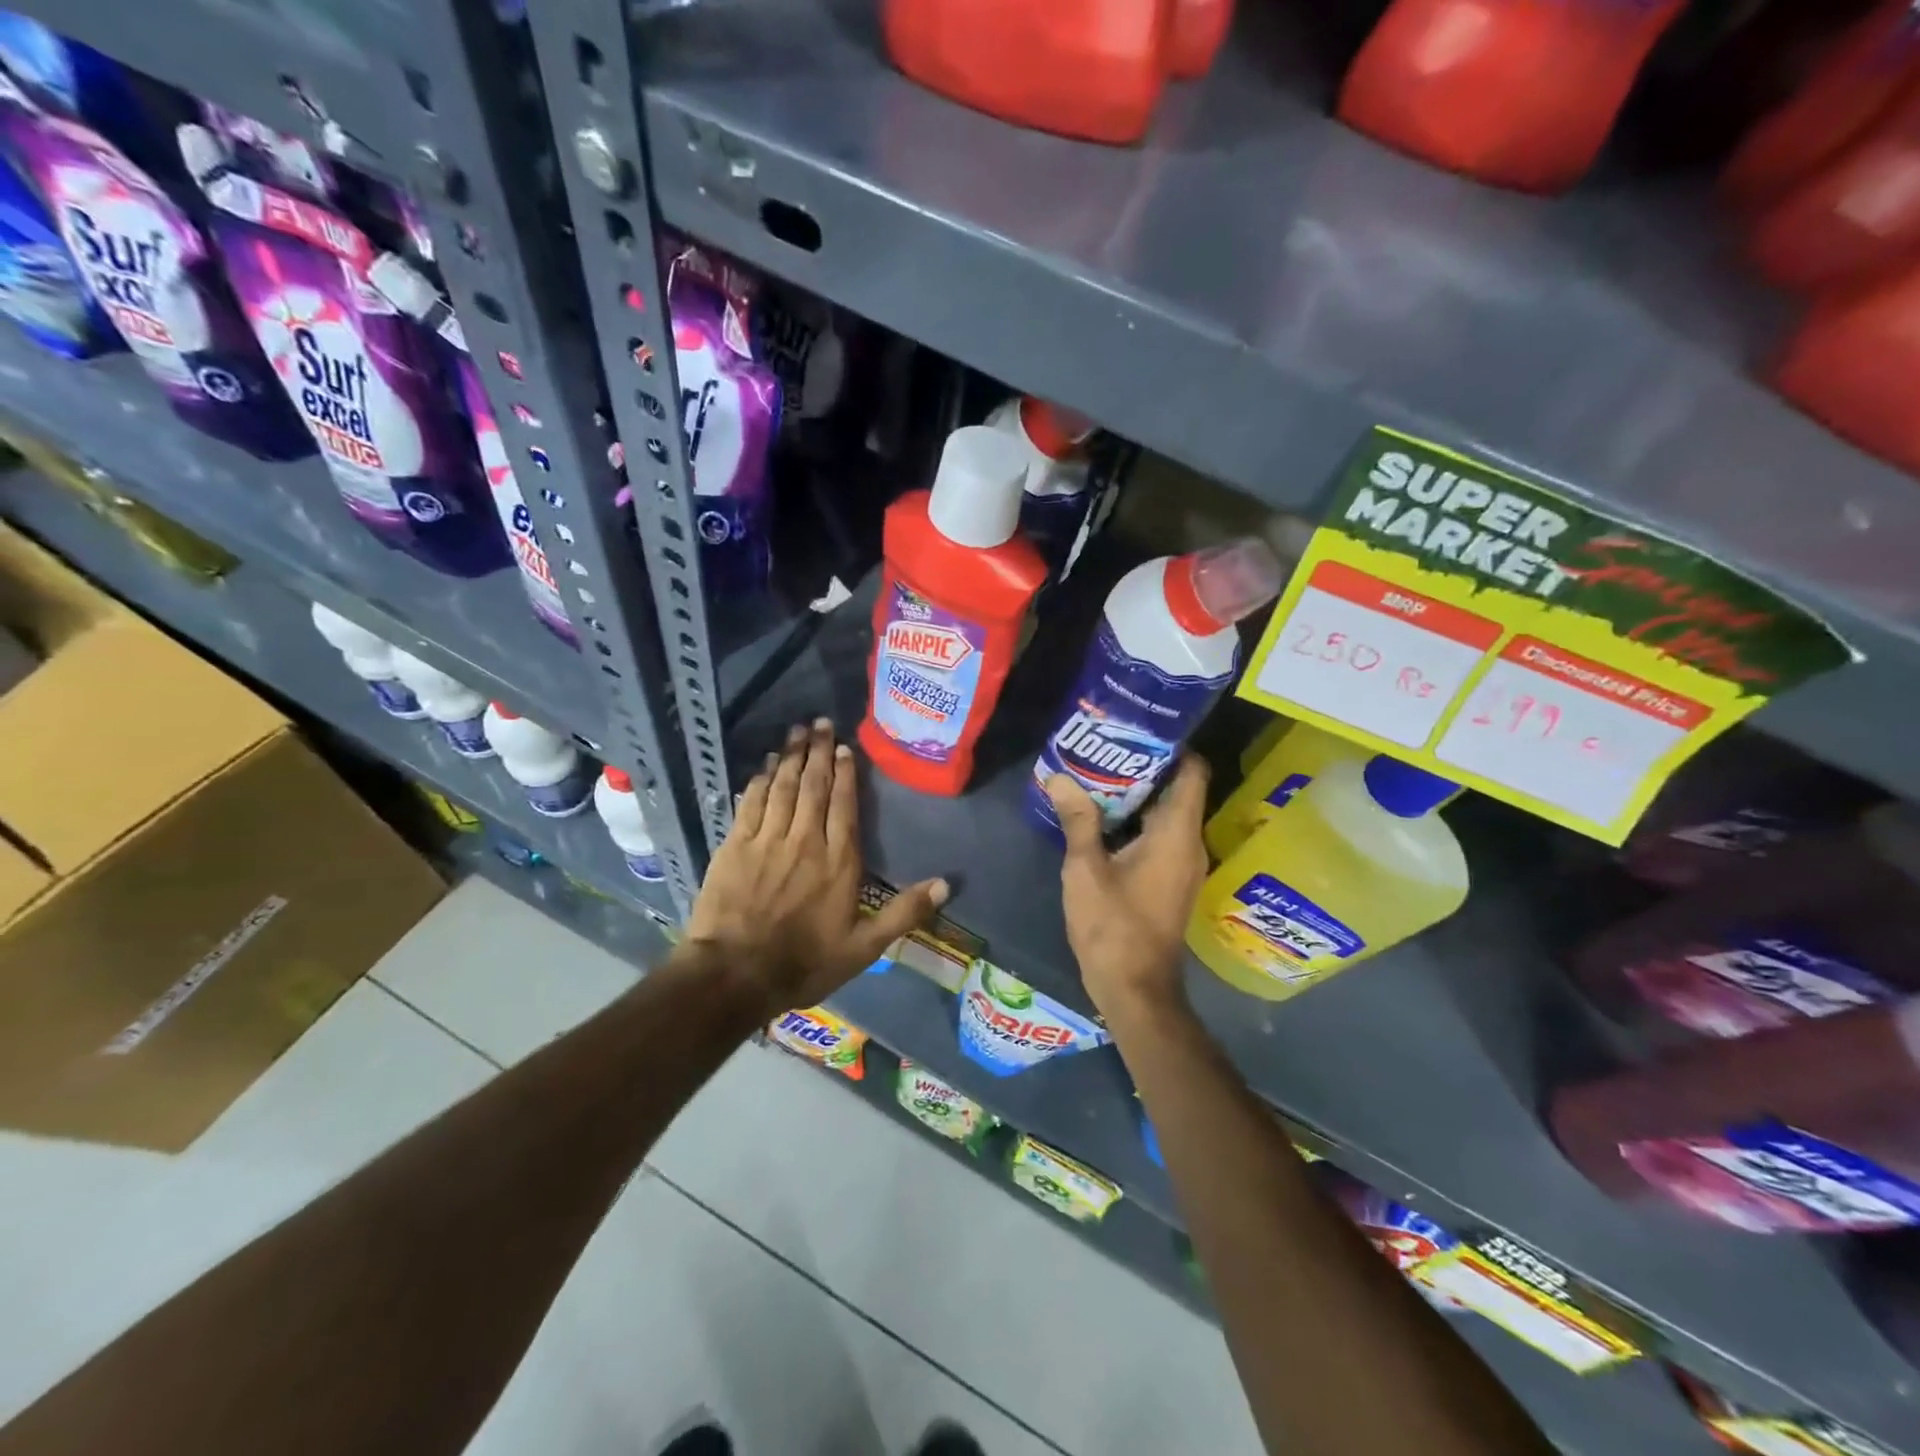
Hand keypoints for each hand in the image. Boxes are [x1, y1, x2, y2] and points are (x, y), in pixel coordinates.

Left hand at [688, 719, 949, 1016]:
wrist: (735, 975)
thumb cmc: (804, 963)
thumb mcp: (864, 948)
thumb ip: (904, 913)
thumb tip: (946, 884)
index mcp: (838, 861)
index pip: (844, 805)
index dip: (845, 773)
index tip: (844, 747)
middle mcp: (805, 841)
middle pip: (813, 786)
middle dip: (818, 752)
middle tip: (819, 722)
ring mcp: (767, 840)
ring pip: (782, 787)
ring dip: (791, 756)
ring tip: (797, 731)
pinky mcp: (735, 846)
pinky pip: (751, 803)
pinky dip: (759, 780)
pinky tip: (765, 765)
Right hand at [1048, 757, 1209, 1026]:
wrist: (1135, 989)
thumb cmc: (1113, 927)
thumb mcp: (1086, 870)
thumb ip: (1078, 820)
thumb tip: (1060, 778)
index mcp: (1176, 834)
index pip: (1193, 772)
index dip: (1173, 746)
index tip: (1138, 730)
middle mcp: (1189, 844)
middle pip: (1179, 790)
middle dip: (1145, 767)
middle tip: (1106, 748)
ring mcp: (1183, 864)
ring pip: (1168, 814)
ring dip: (1138, 796)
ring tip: (1098, 775)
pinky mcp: (1171, 881)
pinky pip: (1161, 836)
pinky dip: (1138, 821)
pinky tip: (1103, 818)